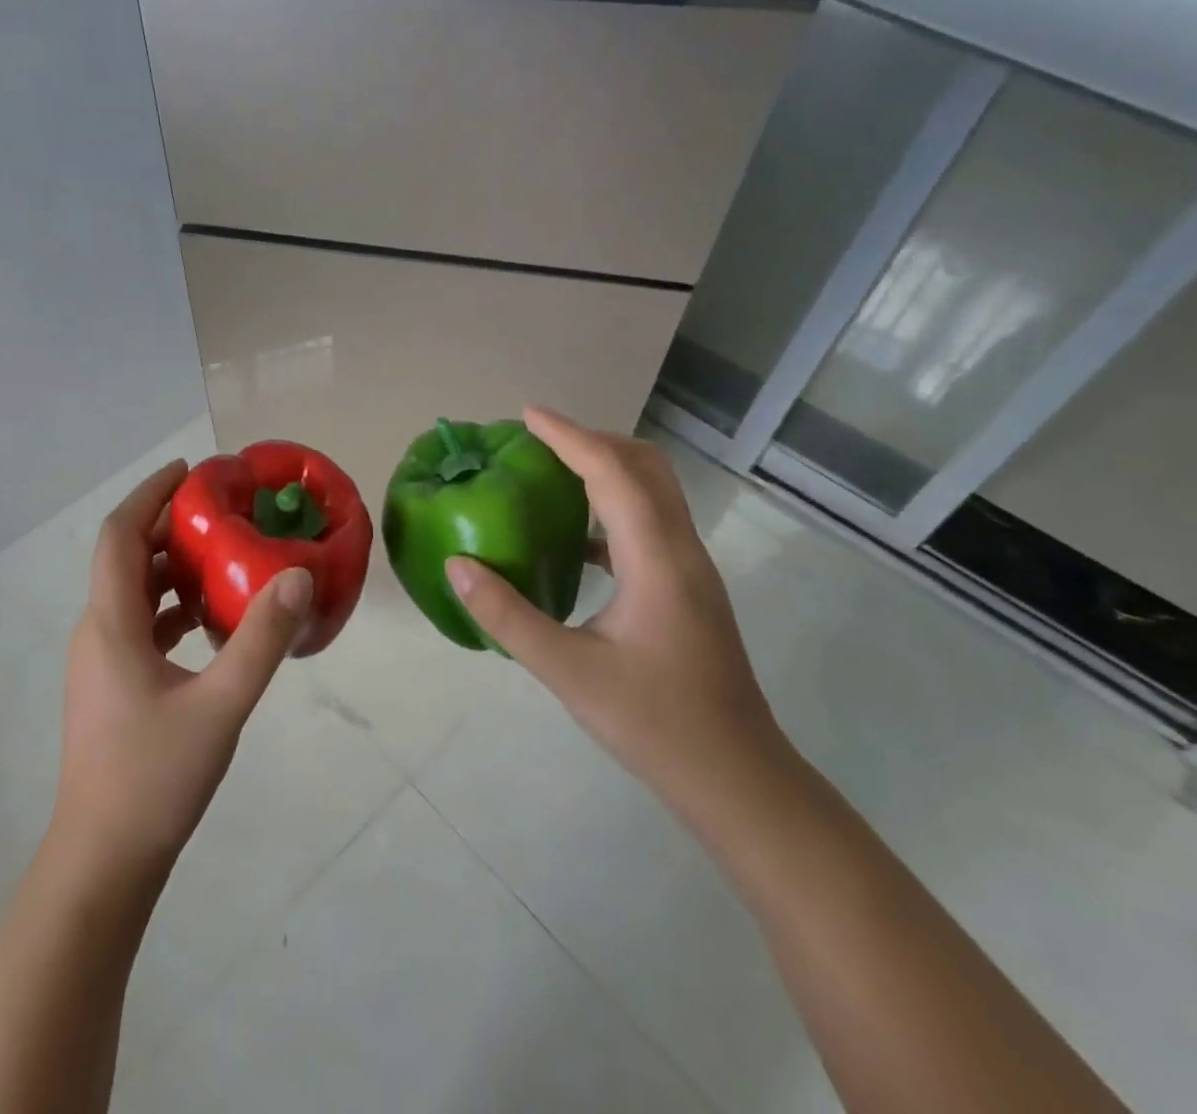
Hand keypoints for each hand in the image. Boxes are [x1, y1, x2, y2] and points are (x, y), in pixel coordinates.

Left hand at [52, 460, 313, 880]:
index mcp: (111, 624)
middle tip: (222, 512)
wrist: (102, 862)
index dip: (150, 494)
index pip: (119, 535)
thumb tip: (297, 577)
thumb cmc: (155, 779)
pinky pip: (139, 625)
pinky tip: (209, 621)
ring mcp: (100, 662)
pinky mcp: (111, 687)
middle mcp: (97, 632)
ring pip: (133, 593)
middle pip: (126, 558)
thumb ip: (261, 640)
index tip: (191, 471)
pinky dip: (171, 607)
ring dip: (171, 568)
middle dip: (168, 527)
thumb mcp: (221, 706)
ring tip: (223, 557)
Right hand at [444, 408, 789, 811]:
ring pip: (653, 491)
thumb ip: (507, 615)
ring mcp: (691, 569)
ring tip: (551, 474)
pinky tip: (575, 538)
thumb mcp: (567, 672)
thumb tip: (458, 564)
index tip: (527, 416)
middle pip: (645, 466)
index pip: (613, 473)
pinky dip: (612, 505)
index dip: (570, 437)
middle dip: (591, 440)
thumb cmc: (654, 724)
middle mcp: (681, 550)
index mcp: (657, 560)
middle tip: (537, 442)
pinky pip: (650, 521)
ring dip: (605, 468)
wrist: (738, 780)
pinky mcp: (688, 588)